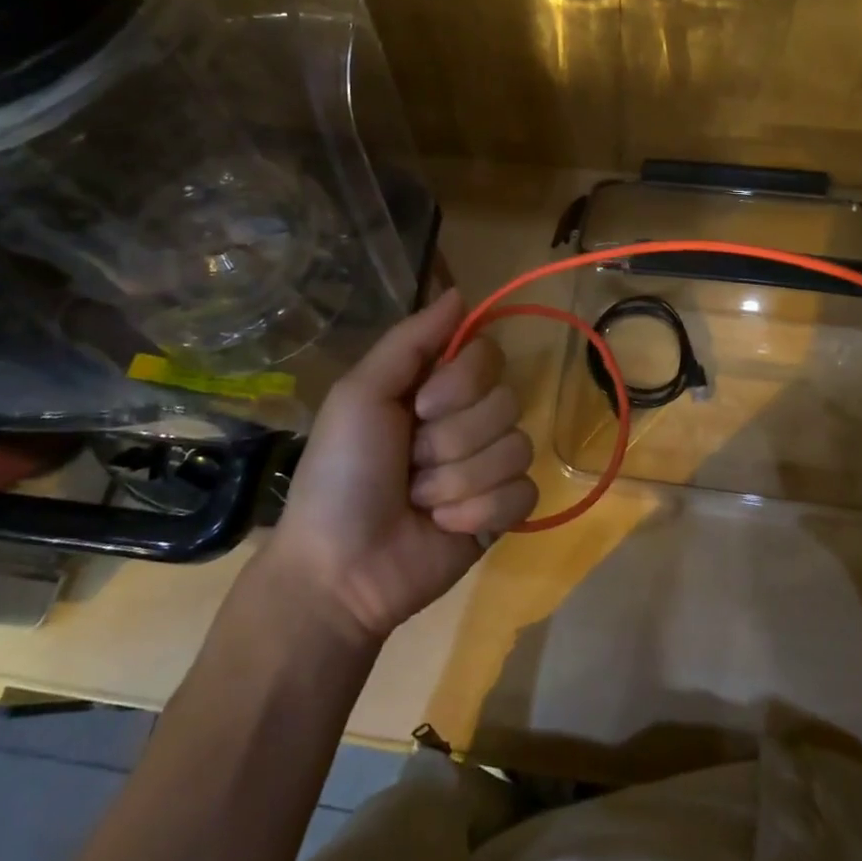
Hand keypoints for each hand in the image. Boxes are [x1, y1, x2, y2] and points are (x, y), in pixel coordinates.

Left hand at [260, 291, 535, 642]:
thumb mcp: (361, 394)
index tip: (422, 407)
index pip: (488, 355)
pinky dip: (479, 512)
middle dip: (451, 441)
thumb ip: (411, 340)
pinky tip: (444, 527)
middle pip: (505, 402)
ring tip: (420, 502)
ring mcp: (488, 466)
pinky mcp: (502, 512)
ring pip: (515, 449)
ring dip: (457, 482)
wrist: (339, 568)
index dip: (462, 382)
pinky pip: (522, 493)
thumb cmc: (341, 473)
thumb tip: (461, 292)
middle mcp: (468, 419)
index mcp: (436, 387)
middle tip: (410, 465)